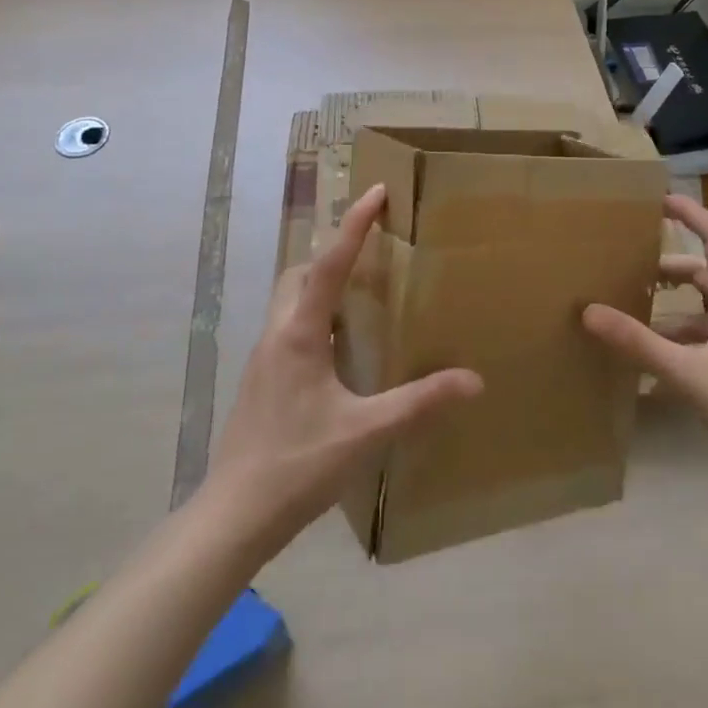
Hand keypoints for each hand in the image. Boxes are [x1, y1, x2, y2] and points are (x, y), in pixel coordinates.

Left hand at [203, 184, 483, 555]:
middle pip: (300, 272)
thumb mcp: (366, 433)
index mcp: (300, 333)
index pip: (330, 264)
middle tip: (370, 249)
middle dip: (332, 251)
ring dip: (320, 282)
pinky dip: (313, 314)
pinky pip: (288, 325)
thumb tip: (473, 381)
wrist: (233, 515)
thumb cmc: (299, 465)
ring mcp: (264, 357)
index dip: (354, 225)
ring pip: (289, 298)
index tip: (376, 192)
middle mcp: (277, 333)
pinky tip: (337, 345)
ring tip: (359, 293)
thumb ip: (420, 404)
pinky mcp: (261, 379)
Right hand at [581, 194, 707, 481]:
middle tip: (630, 269)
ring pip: (707, 308)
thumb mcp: (688, 373)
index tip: (658, 199)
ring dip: (673, 308)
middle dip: (668, 267)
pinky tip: (660, 365)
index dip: (689, 213)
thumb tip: (589, 311)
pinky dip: (684, 339)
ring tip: (636, 317)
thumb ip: (639, 343)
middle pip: (705, 273)